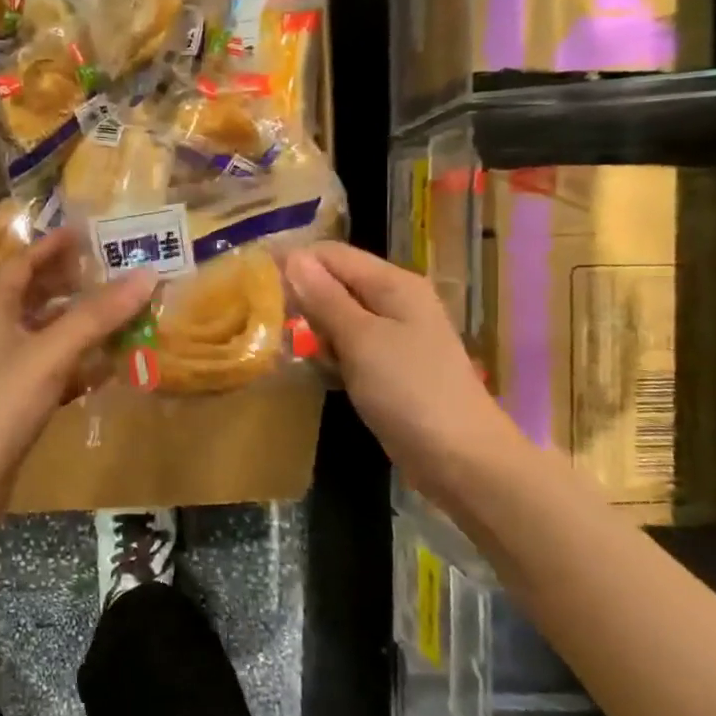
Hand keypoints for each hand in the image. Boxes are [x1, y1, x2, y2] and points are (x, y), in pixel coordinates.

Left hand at [0, 227, 155, 514]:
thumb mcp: (48, 353)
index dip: (51, 246)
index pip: (23, 265)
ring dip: (82, 328)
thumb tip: (146, 274)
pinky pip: (54, 375)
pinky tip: (108, 370)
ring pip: (48, 339)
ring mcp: (5, 374)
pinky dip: (79, 368)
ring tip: (123, 315)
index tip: (85, 231)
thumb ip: (96, 316)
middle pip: (36, 299)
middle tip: (114, 272)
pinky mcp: (16, 408)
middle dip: (72, 284)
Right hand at [283, 241, 523, 506]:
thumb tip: (292, 256)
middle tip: (269, 324)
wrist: (461, 460)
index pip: (332, 254)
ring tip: (288, 350)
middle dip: (302, 299)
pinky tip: (317, 372)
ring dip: (313, 331)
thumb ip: (325, 298)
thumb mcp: (361, 339)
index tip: (254, 284)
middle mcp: (395, 302)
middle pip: (335, 284)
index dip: (294, 263)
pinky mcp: (389, 368)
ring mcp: (394, 337)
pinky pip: (349, 348)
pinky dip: (330, 355)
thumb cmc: (410, 391)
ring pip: (338, 318)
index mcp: (393, 284)